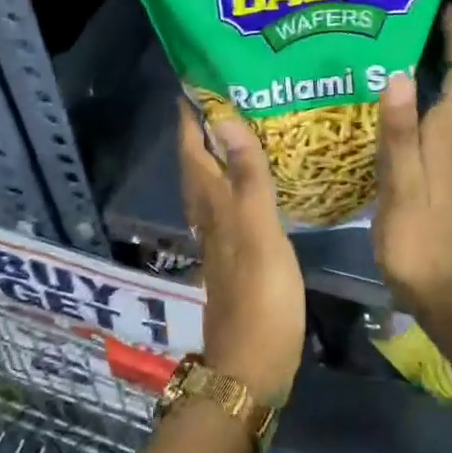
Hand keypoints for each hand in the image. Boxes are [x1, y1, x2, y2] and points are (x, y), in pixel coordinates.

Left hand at [179, 99, 305, 403]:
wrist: (252, 368)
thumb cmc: (262, 298)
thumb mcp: (259, 231)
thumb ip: (247, 177)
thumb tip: (225, 121)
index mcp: (213, 207)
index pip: (193, 151)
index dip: (190, 119)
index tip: (192, 84)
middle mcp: (209, 219)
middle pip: (196, 167)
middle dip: (200, 133)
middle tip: (218, 100)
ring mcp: (219, 242)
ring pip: (208, 188)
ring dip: (213, 158)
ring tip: (233, 132)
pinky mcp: (234, 260)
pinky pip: (226, 209)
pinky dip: (231, 186)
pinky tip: (247, 187)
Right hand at [373, 6, 451, 316]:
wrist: (440, 287)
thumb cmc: (417, 234)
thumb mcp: (402, 181)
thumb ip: (399, 130)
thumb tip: (397, 73)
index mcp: (450, 136)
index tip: (444, 9)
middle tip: (423, 24)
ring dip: (443, 74)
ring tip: (412, 52)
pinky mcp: (445, 175)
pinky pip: (442, 124)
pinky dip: (431, 102)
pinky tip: (404, 105)